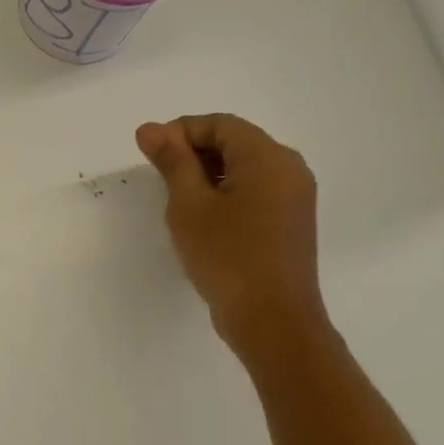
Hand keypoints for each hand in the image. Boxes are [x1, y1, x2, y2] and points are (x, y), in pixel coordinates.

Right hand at [136, 113, 328, 357]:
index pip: (220, 124)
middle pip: (235, 141)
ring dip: (207, 173)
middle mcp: (289, 168)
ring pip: (244, 167)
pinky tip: (201, 217)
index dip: (180, 131)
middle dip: (193, 151)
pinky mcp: (290, 221)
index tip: (149, 154)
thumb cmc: (227, 257)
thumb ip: (172, 162)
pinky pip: (255, 190)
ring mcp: (294, 196)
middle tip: (158, 177)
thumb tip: (150, 129)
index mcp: (268, 158)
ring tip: (176, 199)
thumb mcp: (189, 205)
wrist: (272, 320)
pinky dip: (225, 192)